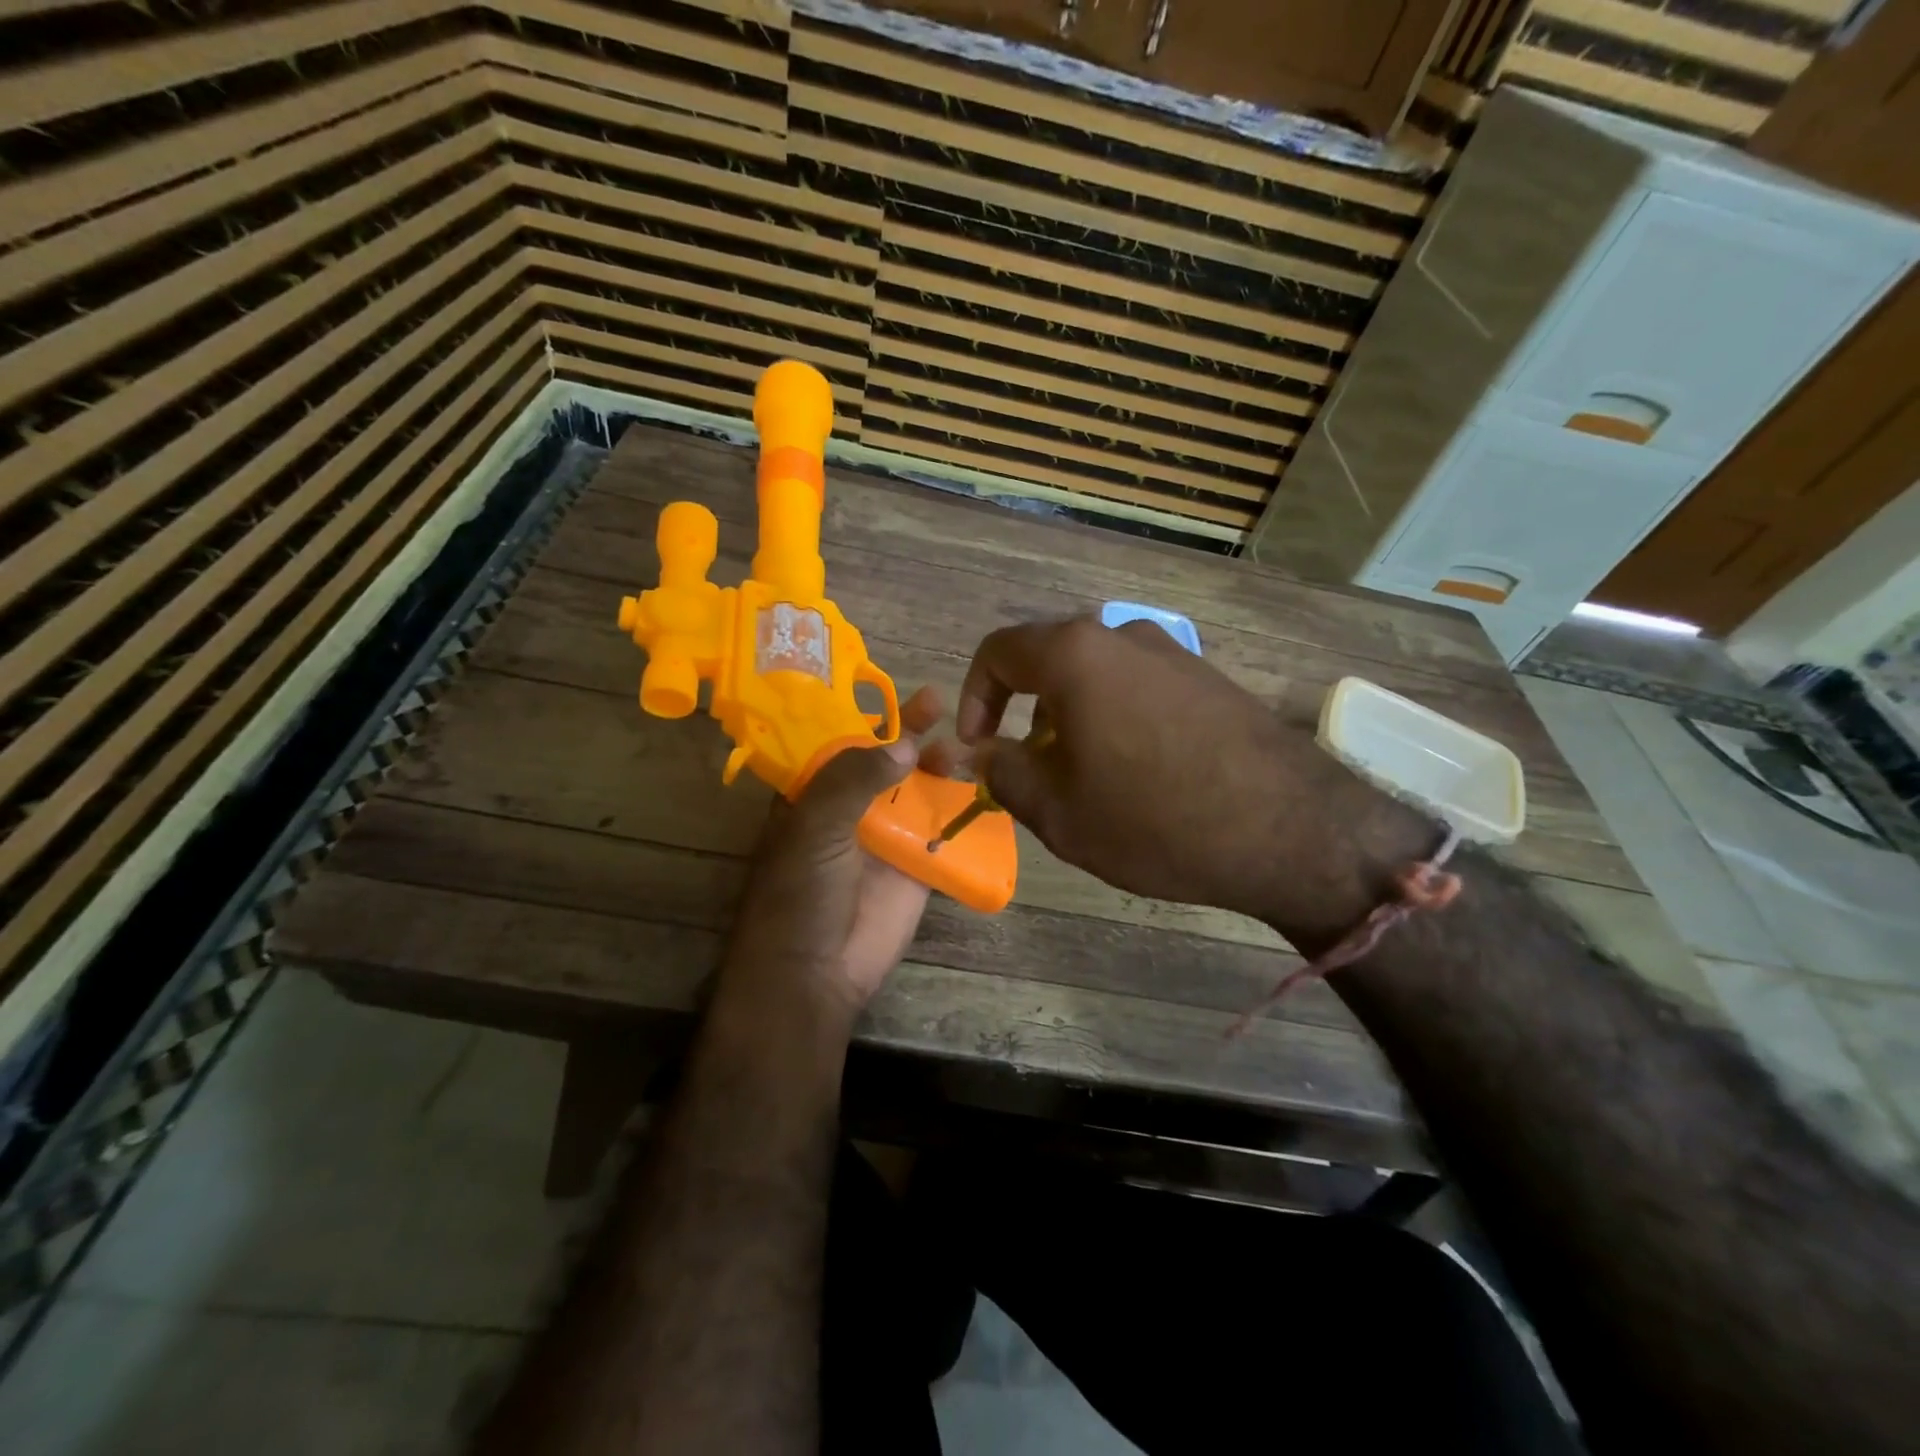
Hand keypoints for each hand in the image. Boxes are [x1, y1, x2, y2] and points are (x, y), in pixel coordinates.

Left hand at [719, 686, 943, 1020]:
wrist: (814, 973)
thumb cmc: (800, 893)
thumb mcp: (816, 825)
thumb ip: (854, 778)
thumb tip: (904, 744)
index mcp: (814, 796)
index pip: (844, 743)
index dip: (871, 717)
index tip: (899, 691)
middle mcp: (850, 811)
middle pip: (886, 763)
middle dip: (910, 735)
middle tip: (939, 705)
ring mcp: (885, 839)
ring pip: (917, 792)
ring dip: (938, 767)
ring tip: (964, 743)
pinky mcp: (916, 869)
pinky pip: (942, 833)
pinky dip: (962, 811)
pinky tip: (985, 785)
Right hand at [956, 618, 1433, 948]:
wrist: (1291, 830)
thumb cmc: (1155, 820)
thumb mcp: (1059, 812)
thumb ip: (1004, 774)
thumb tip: (985, 754)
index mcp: (1076, 655)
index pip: (998, 652)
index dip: (974, 699)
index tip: (979, 747)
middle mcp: (1123, 636)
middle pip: (1049, 662)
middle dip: (1025, 714)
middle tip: (1032, 772)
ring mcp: (1173, 653)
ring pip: (1095, 677)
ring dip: (1071, 719)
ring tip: (1085, 781)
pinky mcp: (1208, 678)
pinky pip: (1138, 687)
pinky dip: (1115, 719)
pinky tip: (1138, 775)